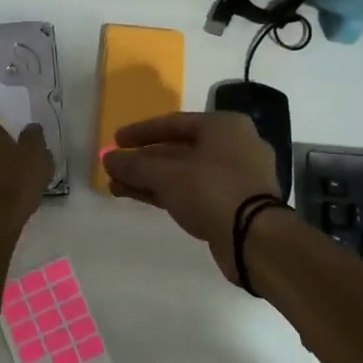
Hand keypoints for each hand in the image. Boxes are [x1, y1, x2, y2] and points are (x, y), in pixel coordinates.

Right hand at [102, 112, 281, 283]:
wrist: (255, 239)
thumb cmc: (212, 190)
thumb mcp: (166, 174)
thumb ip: (134, 165)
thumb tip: (107, 158)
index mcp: (224, 126)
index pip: (174, 123)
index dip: (141, 132)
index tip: (116, 140)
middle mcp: (233, 146)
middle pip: (178, 149)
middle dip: (143, 161)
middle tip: (114, 167)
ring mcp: (236, 177)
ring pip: (184, 173)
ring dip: (150, 178)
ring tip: (116, 185)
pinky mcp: (233, 205)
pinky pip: (193, 191)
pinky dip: (166, 192)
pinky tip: (138, 196)